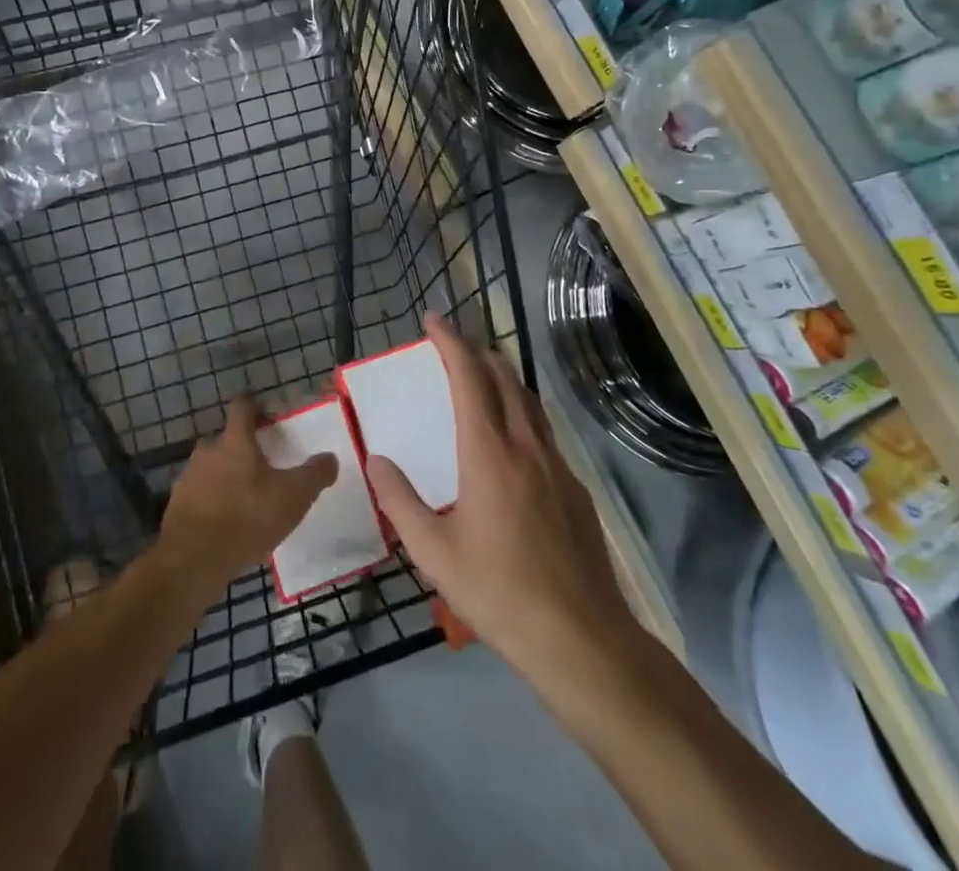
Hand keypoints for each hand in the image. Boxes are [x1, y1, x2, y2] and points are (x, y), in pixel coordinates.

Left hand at [158, 397, 336, 598]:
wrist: (193, 559)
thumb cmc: (247, 516)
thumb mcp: (293, 496)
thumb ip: (314, 475)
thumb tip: (330, 458)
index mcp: (235, 440)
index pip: (243, 406)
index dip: (256, 407)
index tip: (269, 417)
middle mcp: (208, 450)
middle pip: (227, 439)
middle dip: (243, 449)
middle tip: (264, 467)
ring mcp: (189, 477)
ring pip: (212, 467)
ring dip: (227, 477)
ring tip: (247, 499)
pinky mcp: (177, 505)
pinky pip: (200, 495)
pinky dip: (213, 502)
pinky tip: (228, 524)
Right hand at [368, 315, 637, 686]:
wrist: (582, 638)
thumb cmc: (499, 592)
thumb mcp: (434, 553)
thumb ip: (400, 501)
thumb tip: (376, 460)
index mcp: (489, 452)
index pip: (469, 377)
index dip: (450, 342)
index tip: (433, 320)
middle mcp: (526, 446)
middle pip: (504, 378)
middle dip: (477, 351)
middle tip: (453, 344)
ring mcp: (557, 466)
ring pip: (529, 402)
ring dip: (503, 378)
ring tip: (482, 376)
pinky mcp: (575, 490)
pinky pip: (544, 432)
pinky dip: (522, 412)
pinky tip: (513, 440)